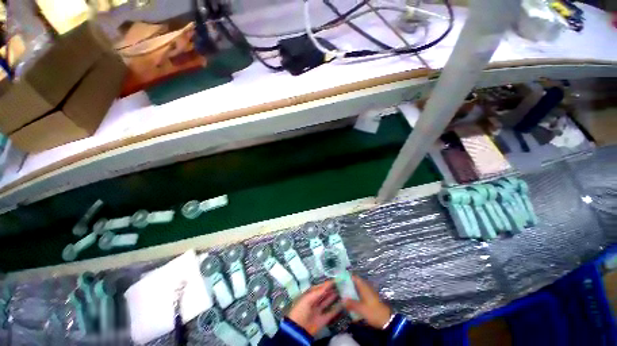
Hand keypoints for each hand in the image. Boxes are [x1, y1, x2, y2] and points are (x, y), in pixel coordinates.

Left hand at [287, 281, 341, 335]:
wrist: (298, 329)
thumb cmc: (301, 310)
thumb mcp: (308, 298)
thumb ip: (318, 292)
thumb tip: (327, 285)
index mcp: (308, 296)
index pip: (318, 288)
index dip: (326, 284)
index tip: (334, 280)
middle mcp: (314, 302)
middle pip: (323, 294)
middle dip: (330, 289)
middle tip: (339, 284)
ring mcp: (318, 311)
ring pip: (327, 302)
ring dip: (333, 297)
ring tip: (341, 291)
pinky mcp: (322, 320)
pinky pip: (331, 313)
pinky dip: (336, 309)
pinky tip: (342, 304)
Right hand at [342, 275, 391, 328]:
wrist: (387, 320)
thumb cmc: (373, 312)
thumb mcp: (361, 309)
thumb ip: (351, 304)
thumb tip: (342, 300)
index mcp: (364, 286)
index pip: (354, 277)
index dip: (347, 277)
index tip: (339, 279)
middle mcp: (366, 287)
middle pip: (355, 282)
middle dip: (348, 284)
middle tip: (340, 288)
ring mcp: (369, 292)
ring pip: (358, 288)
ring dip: (351, 290)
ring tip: (344, 295)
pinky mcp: (370, 298)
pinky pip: (361, 293)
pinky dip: (355, 295)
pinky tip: (352, 302)